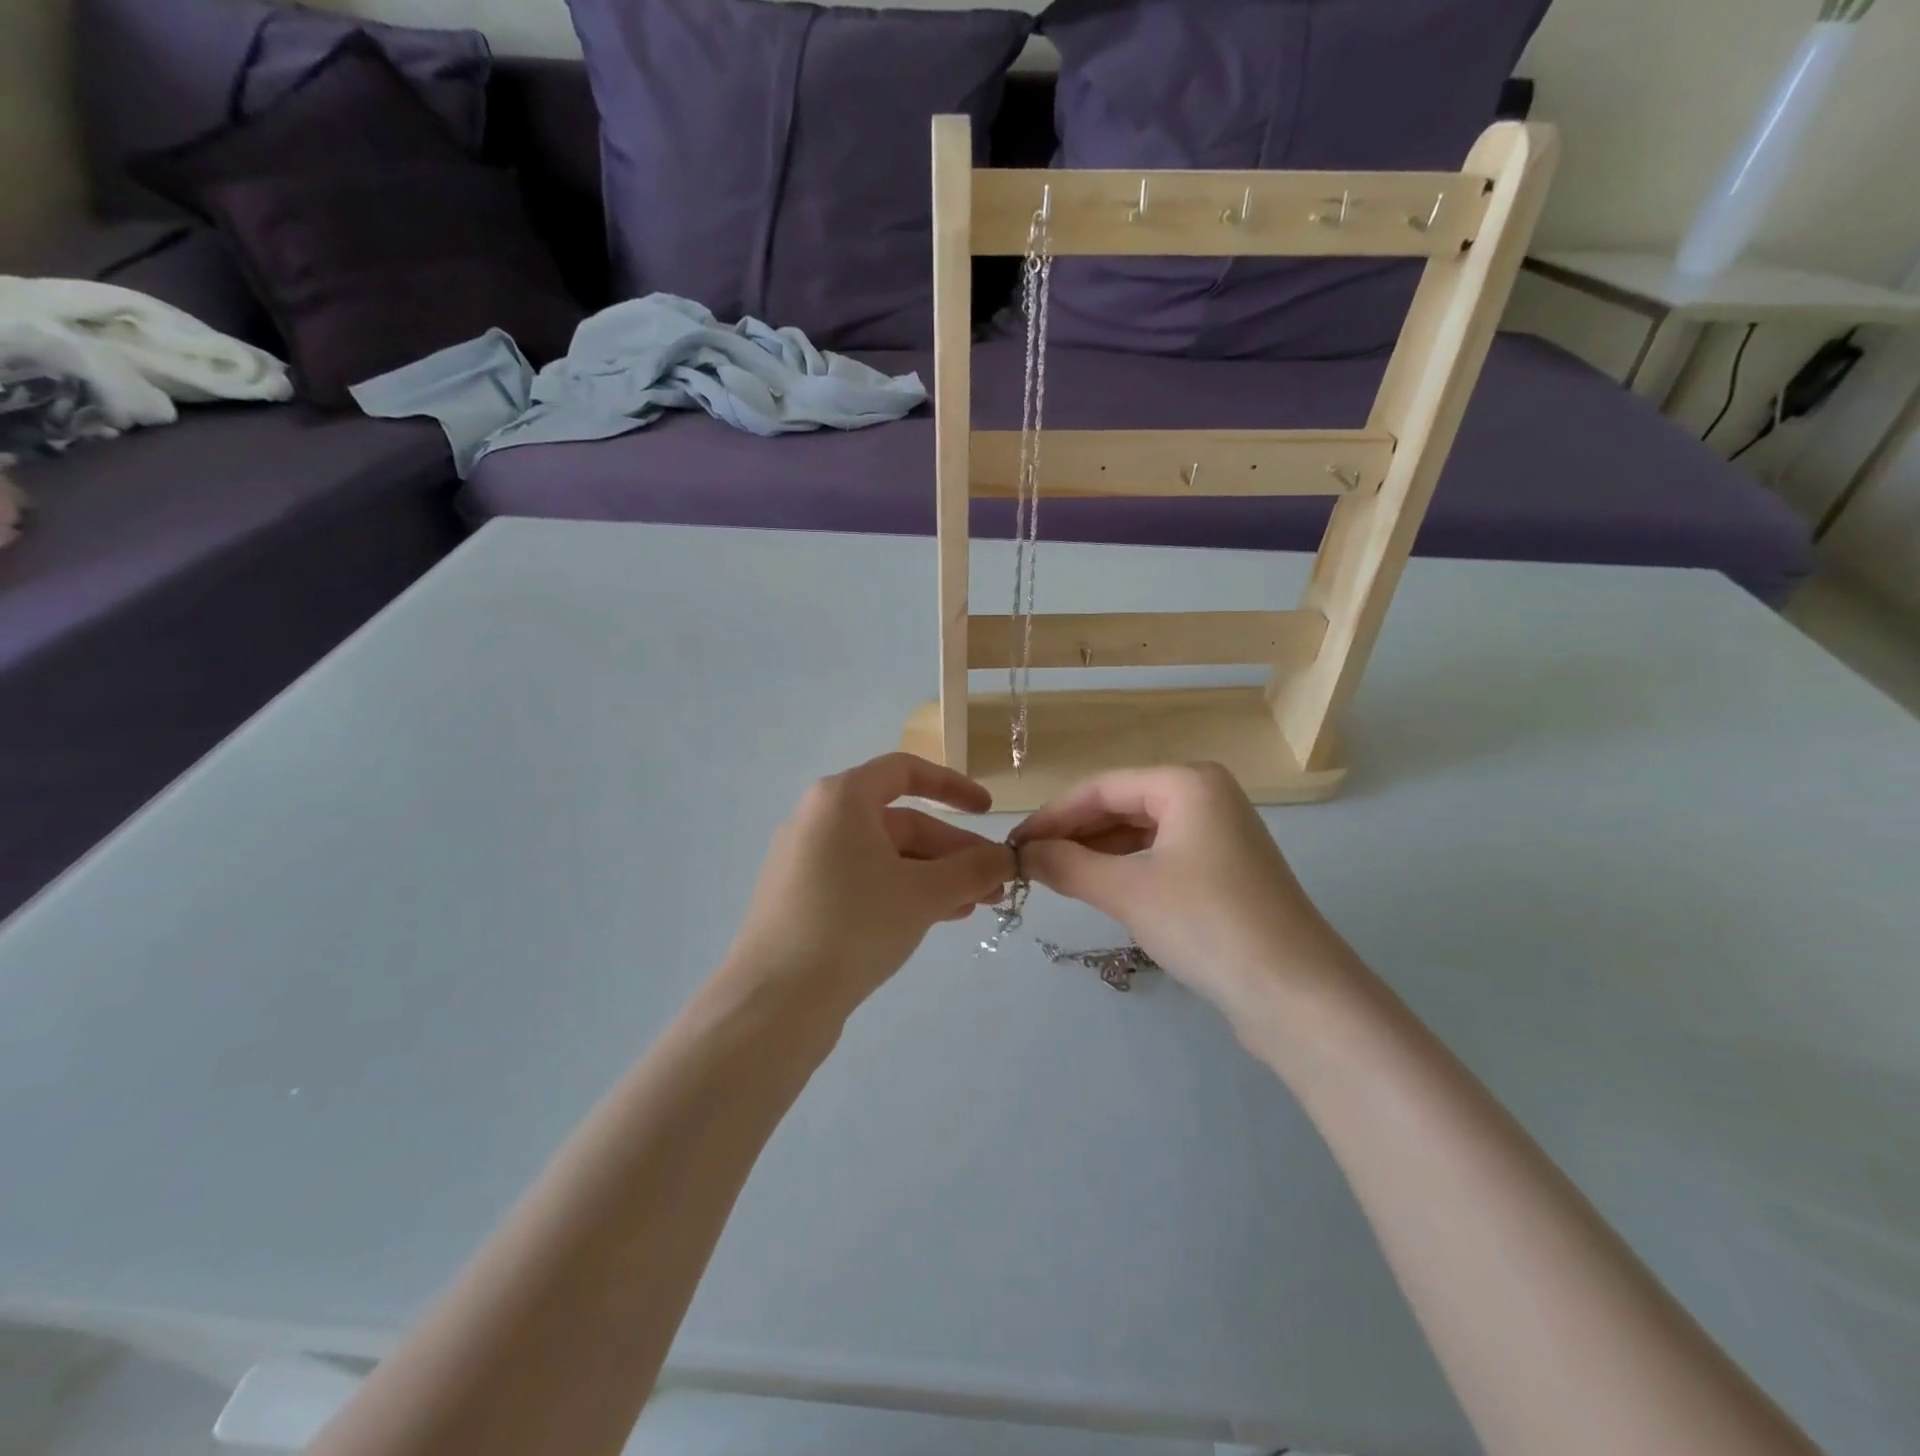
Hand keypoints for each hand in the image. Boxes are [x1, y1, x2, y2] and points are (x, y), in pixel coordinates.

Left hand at [725, 754, 1014, 1017]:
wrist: (774, 1001)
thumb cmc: (853, 926)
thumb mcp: (923, 894)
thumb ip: (971, 870)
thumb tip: (1007, 858)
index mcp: (842, 799)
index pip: (906, 771)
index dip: (953, 786)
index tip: (989, 811)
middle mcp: (821, 819)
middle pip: (901, 821)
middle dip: (952, 851)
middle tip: (994, 882)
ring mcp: (808, 861)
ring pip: (886, 857)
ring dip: (934, 876)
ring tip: (975, 906)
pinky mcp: (804, 898)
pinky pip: (864, 881)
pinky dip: (902, 892)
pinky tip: (936, 918)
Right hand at [1013, 764, 1355, 1027]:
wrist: (1297, 996)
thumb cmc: (1207, 924)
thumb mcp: (1126, 891)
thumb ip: (1066, 864)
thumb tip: (1022, 853)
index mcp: (1188, 782)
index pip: (1102, 786)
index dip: (1053, 815)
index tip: (1014, 844)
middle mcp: (1206, 796)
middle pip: (1121, 805)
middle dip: (1074, 834)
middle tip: (1029, 864)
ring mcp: (1219, 835)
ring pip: (1140, 833)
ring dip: (1096, 853)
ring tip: (1055, 877)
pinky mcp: (1224, 871)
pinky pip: (1161, 856)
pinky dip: (1125, 869)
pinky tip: (1099, 889)